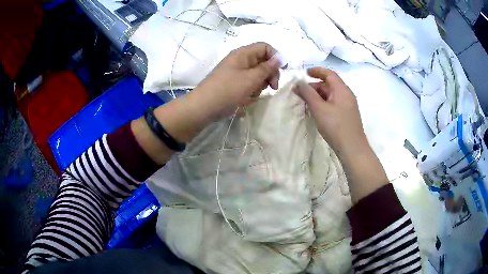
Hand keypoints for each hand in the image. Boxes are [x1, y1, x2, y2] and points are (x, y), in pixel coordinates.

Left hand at [189, 42, 280, 119]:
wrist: (204, 107)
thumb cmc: (228, 90)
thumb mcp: (251, 78)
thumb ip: (267, 68)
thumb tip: (279, 58)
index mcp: (243, 53)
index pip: (265, 47)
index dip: (276, 57)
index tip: (282, 71)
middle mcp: (241, 60)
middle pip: (263, 61)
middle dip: (269, 74)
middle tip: (272, 87)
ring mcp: (237, 72)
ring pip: (257, 75)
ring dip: (260, 85)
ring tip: (252, 94)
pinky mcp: (234, 83)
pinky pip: (249, 84)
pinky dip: (251, 91)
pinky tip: (246, 99)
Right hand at [293, 67, 367, 158]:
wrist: (352, 149)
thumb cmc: (336, 126)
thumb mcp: (319, 109)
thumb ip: (308, 94)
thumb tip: (298, 82)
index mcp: (342, 90)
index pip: (329, 74)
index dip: (316, 71)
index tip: (304, 73)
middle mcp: (346, 95)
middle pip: (330, 84)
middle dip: (314, 85)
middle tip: (300, 92)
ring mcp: (348, 106)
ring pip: (331, 95)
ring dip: (318, 95)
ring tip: (306, 102)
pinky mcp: (347, 115)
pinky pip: (334, 103)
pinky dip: (324, 103)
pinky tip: (316, 111)